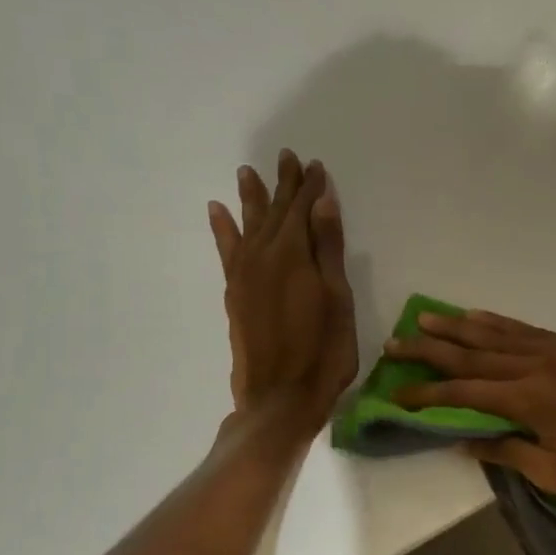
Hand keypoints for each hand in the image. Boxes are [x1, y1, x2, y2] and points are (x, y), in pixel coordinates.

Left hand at [208, 151, 356, 437]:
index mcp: (294, 255)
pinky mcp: (234, 293)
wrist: (279, 397)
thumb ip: (328, 249)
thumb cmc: (323, 351)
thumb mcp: (337, 299)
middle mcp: (263, 256)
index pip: (303, 209)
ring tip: (246, 171)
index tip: (314, 165)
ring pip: (249, 225)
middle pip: (275, 212)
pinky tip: (218, 212)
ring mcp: (244, 275)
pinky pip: (226, 250)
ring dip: (251, 198)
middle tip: (286, 157)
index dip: (310, 187)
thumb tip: (322, 202)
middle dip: (283, 185)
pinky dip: (223, 229)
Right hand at [384, 311, 555, 510]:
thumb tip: (466, 440)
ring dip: (459, 327)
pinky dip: (500, 323)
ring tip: (427, 318)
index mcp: (528, 399)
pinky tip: (481, 318)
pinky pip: (528, 330)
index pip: (463, 392)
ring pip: (498, 334)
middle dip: (431, 349)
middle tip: (396, 342)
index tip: (396, 393)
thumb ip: (509, 451)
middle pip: (473, 353)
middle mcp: (537, 365)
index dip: (427, 393)